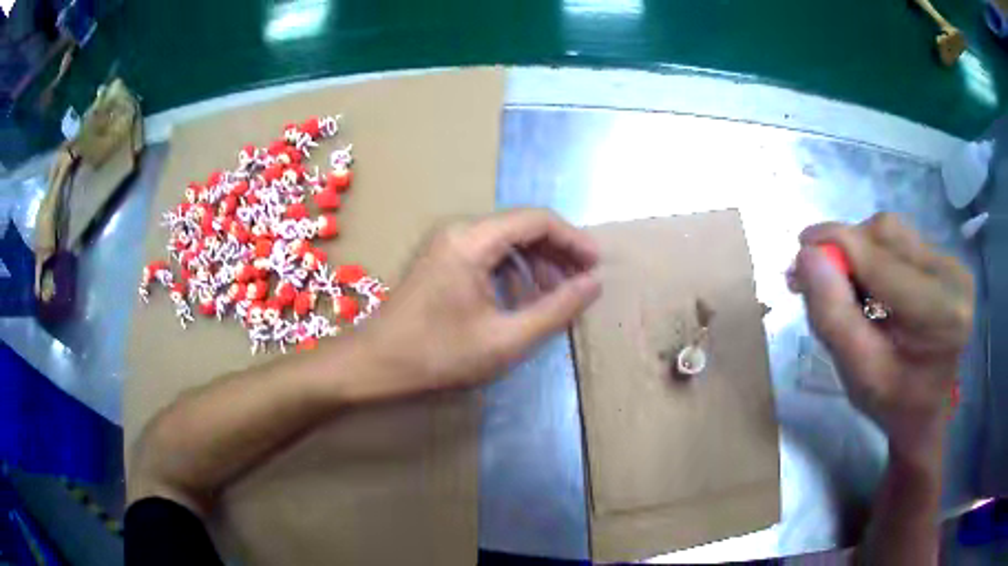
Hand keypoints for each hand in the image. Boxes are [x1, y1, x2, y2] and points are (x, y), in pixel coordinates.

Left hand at [355, 208, 601, 398]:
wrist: (376, 363)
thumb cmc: (438, 354)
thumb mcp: (506, 339)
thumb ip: (556, 309)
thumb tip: (593, 284)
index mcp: (473, 240)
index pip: (537, 220)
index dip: (573, 239)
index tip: (596, 265)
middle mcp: (459, 230)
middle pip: (522, 227)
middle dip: (557, 252)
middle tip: (582, 282)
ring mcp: (446, 243)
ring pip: (505, 240)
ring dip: (535, 263)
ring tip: (555, 296)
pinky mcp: (440, 259)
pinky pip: (487, 254)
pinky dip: (511, 271)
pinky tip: (521, 299)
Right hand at [789, 213, 973, 463]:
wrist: (928, 411)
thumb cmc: (893, 404)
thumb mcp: (858, 374)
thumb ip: (833, 316)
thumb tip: (806, 255)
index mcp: (937, 312)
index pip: (880, 260)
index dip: (836, 247)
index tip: (799, 256)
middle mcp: (951, 275)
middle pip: (886, 234)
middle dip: (847, 249)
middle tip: (818, 278)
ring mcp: (953, 264)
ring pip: (892, 232)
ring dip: (861, 251)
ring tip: (849, 286)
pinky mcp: (948, 261)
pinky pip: (902, 241)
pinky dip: (877, 256)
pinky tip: (873, 285)